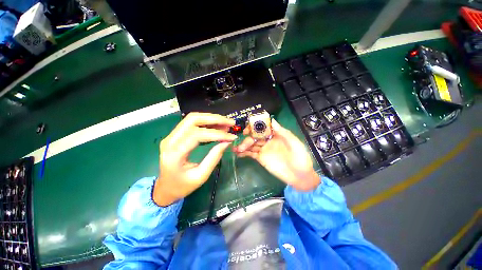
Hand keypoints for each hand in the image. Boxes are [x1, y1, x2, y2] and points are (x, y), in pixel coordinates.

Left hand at [154, 112, 236, 205]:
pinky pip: (192, 123)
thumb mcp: (200, 176)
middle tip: (230, 123)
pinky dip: (206, 123)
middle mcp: (170, 140)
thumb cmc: (182, 186)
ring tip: (226, 124)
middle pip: (193, 119)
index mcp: (174, 153)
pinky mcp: (176, 135)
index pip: (197, 135)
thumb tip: (227, 142)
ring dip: (211, 119)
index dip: (217, 134)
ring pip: (192, 118)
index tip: (231, 137)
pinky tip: (217, 126)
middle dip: (214, 119)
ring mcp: (171, 136)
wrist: (165, 188)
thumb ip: (214, 158)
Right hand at [233, 119, 318, 190]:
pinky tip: (238, 153)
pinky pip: (251, 154)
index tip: (250, 128)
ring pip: (251, 144)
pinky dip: (244, 153)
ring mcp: (264, 149)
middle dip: (248, 137)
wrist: (300, 176)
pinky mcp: (261, 158)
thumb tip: (272, 120)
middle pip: (255, 136)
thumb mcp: (294, 142)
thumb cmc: (300, 157)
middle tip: (242, 140)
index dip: (256, 126)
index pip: (264, 127)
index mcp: (276, 135)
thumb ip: (282, 132)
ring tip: (236, 148)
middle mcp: (268, 140)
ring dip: (243, 145)